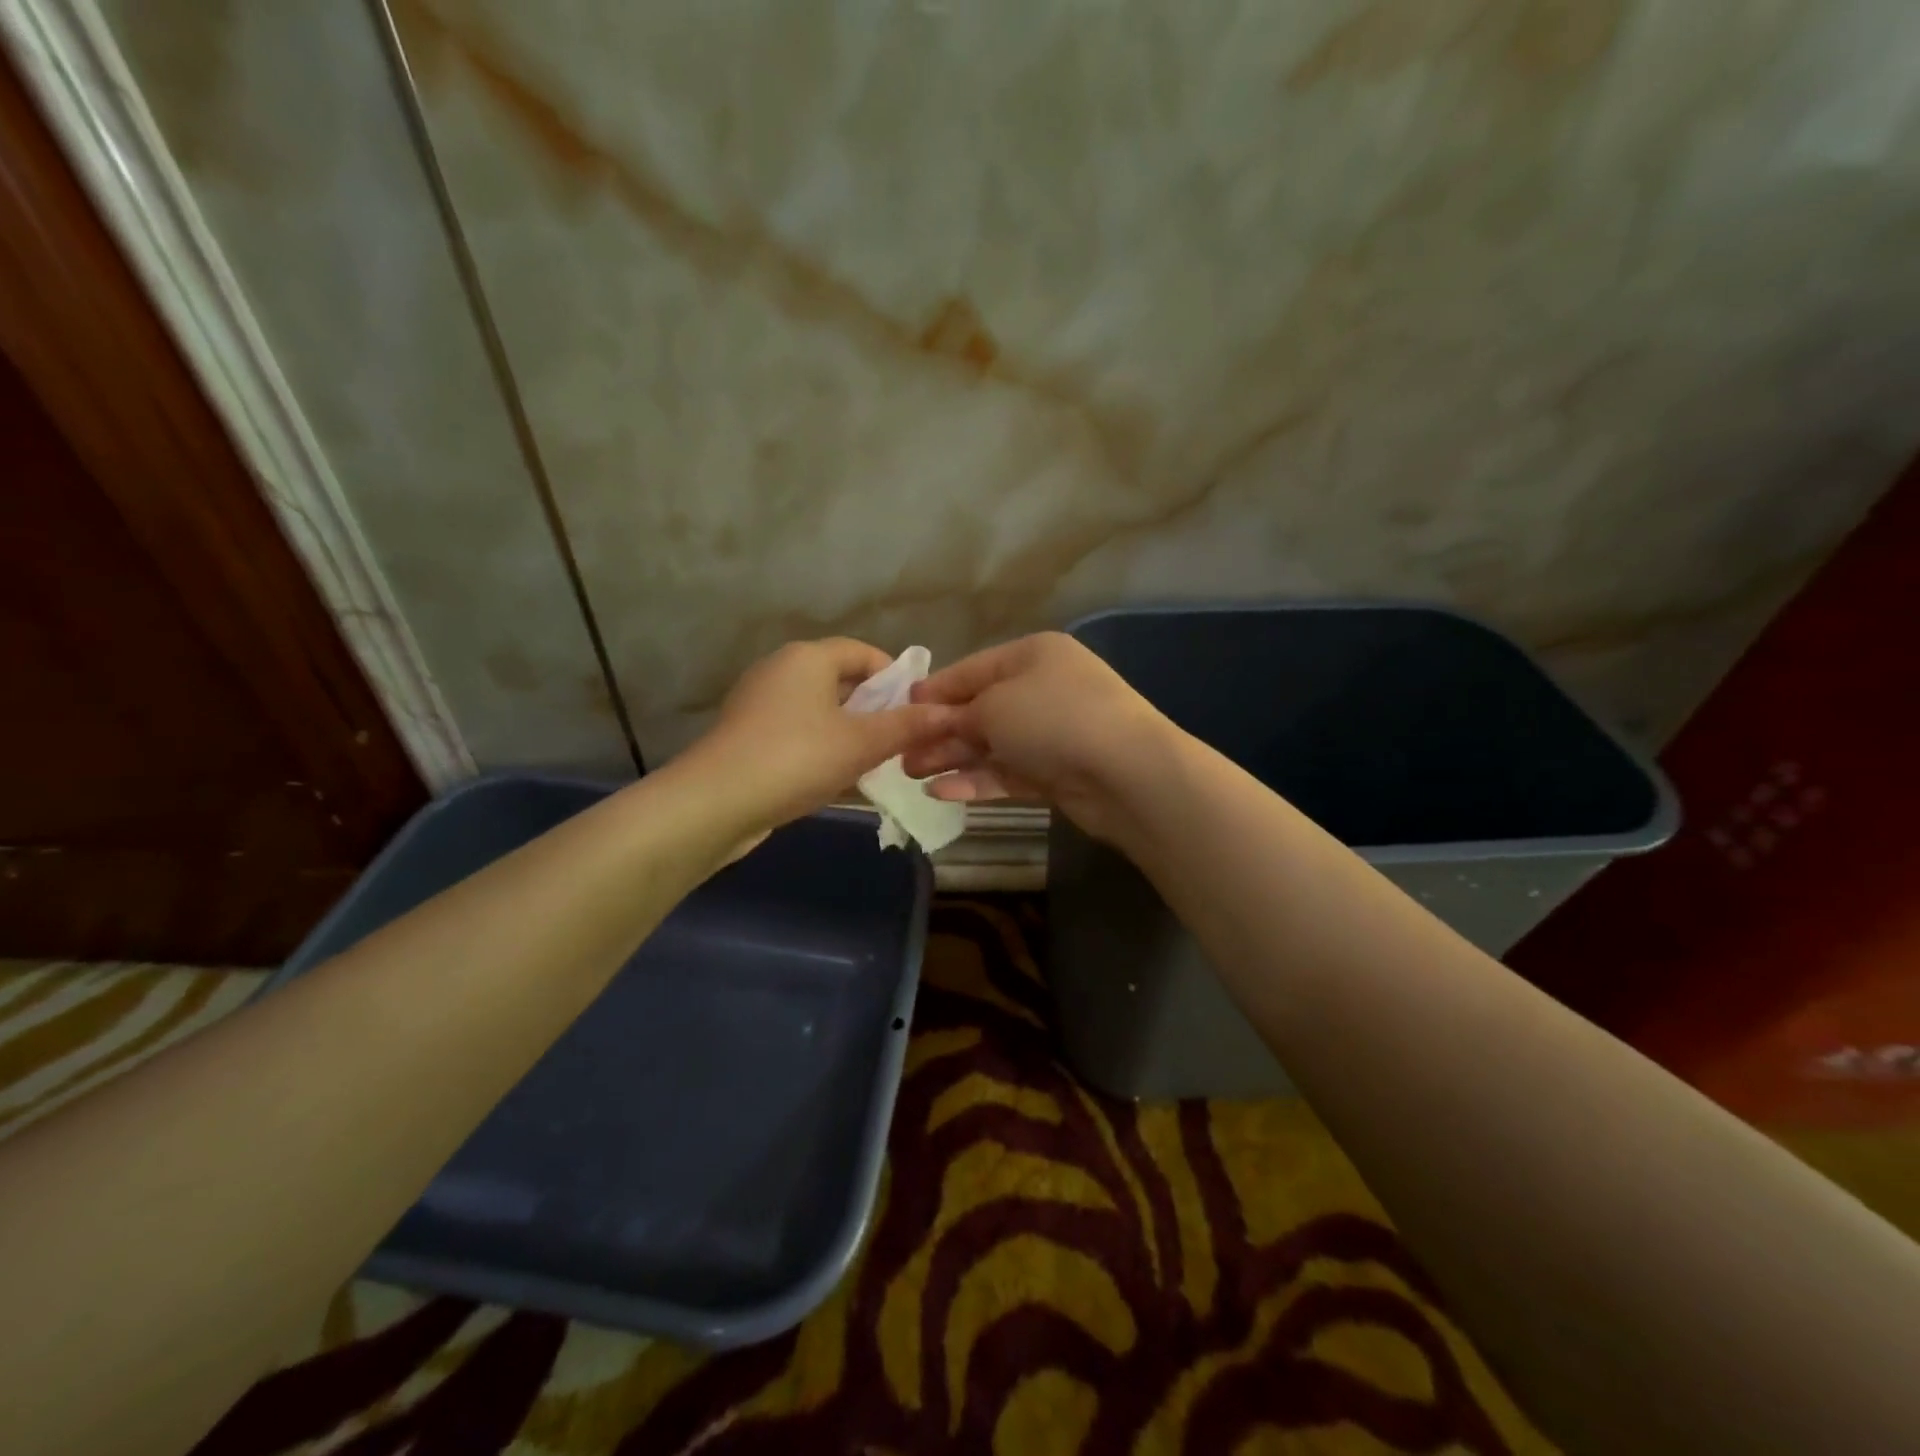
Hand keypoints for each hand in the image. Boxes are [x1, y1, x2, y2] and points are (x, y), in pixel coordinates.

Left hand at [688, 638, 960, 836]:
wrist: (716, 803)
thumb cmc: (796, 758)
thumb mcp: (862, 743)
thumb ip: (907, 726)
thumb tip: (948, 713)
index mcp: (807, 658)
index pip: (863, 652)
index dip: (895, 676)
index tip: (917, 709)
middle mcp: (780, 670)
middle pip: (840, 679)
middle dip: (874, 707)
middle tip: (901, 739)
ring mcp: (759, 703)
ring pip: (819, 709)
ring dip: (849, 730)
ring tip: (875, 761)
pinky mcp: (747, 735)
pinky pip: (797, 730)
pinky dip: (821, 745)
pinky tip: (836, 776)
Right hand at [901, 632, 1173, 841]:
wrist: (1125, 773)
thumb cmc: (1053, 719)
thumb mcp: (994, 705)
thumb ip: (958, 713)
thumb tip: (935, 720)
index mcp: (1032, 656)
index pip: (972, 669)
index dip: (935, 689)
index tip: (899, 707)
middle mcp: (1043, 689)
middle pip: (980, 708)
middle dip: (939, 730)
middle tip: (899, 752)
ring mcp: (1052, 733)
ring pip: (992, 744)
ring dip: (952, 758)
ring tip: (910, 773)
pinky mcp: (1057, 772)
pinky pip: (1008, 772)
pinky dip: (977, 780)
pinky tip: (941, 792)